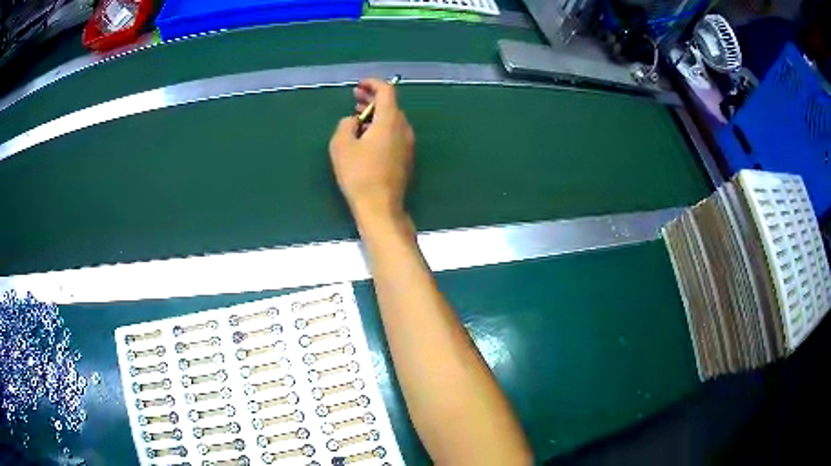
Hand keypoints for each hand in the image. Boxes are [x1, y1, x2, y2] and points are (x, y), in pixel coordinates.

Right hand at [329, 78, 414, 222]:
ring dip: (376, 114)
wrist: (380, 206)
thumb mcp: (341, 145)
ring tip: (357, 116)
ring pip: (393, 120)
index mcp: (390, 121)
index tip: (359, 84)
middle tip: (355, 97)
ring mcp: (407, 144)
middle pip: (391, 105)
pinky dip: (381, 127)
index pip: (387, 91)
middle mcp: (403, 129)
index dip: (373, 83)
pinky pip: (394, 134)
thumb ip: (345, 125)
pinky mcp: (406, 158)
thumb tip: (353, 121)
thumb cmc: (358, 174)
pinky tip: (366, 136)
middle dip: (372, 99)